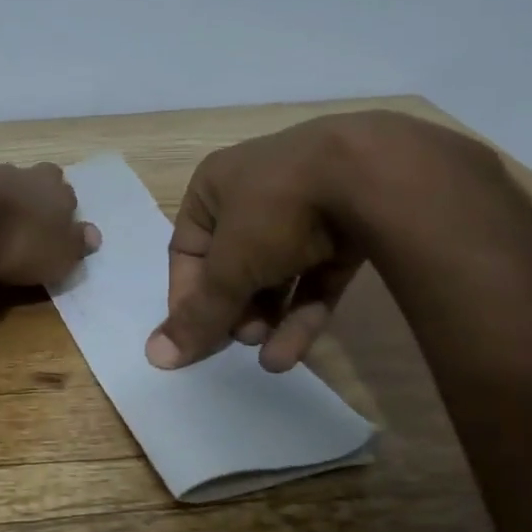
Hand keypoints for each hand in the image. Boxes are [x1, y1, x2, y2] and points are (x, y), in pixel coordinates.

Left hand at [0, 161, 100, 285]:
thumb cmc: (18, 240)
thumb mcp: (56, 256)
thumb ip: (75, 245)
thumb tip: (94, 235)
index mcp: (60, 194)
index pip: (70, 199)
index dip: (64, 216)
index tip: (56, 233)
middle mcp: (31, 176)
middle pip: (40, 181)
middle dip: (37, 198)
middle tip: (29, 221)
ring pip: (8, 183)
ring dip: (5, 200)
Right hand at [145, 111, 497, 371]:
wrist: (375, 175)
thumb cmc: (276, 210)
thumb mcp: (229, 265)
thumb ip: (198, 313)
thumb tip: (157, 357)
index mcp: (214, 188)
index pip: (188, 251)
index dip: (187, 296)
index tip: (194, 336)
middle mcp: (255, 194)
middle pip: (232, 265)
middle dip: (234, 309)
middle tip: (239, 340)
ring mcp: (305, 210)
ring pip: (276, 273)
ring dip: (268, 318)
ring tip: (267, 356)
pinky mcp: (346, 230)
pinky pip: (315, 276)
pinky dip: (303, 312)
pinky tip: (291, 353)